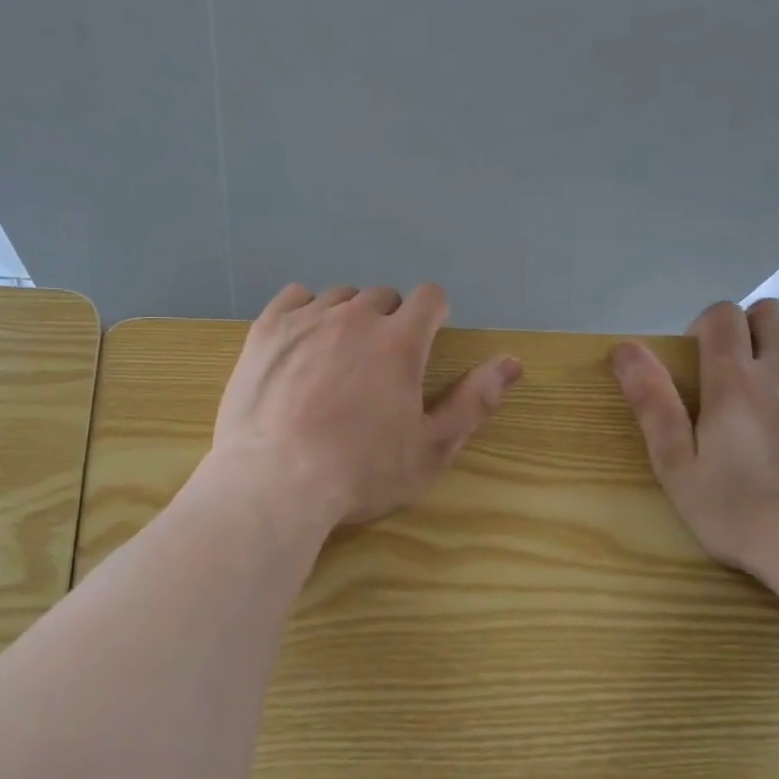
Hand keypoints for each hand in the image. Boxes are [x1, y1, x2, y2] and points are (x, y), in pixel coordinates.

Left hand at [209, 283, 522, 527]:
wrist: (277, 482)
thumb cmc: (361, 472)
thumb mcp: (431, 449)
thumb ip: (474, 402)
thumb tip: (512, 362)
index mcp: (400, 341)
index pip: (429, 297)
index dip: (433, 315)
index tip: (425, 340)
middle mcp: (355, 317)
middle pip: (382, 296)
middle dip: (389, 320)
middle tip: (378, 364)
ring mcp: (307, 319)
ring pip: (338, 297)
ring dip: (347, 317)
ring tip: (337, 357)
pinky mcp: (267, 329)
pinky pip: (294, 297)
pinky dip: (305, 312)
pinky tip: (301, 343)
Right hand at [610, 299, 778, 590]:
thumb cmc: (741, 515)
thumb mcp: (678, 468)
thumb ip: (652, 404)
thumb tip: (624, 350)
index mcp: (734, 383)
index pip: (721, 317)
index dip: (706, 325)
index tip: (701, 356)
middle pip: (769, 312)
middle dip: (749, 325)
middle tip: (741, 361)